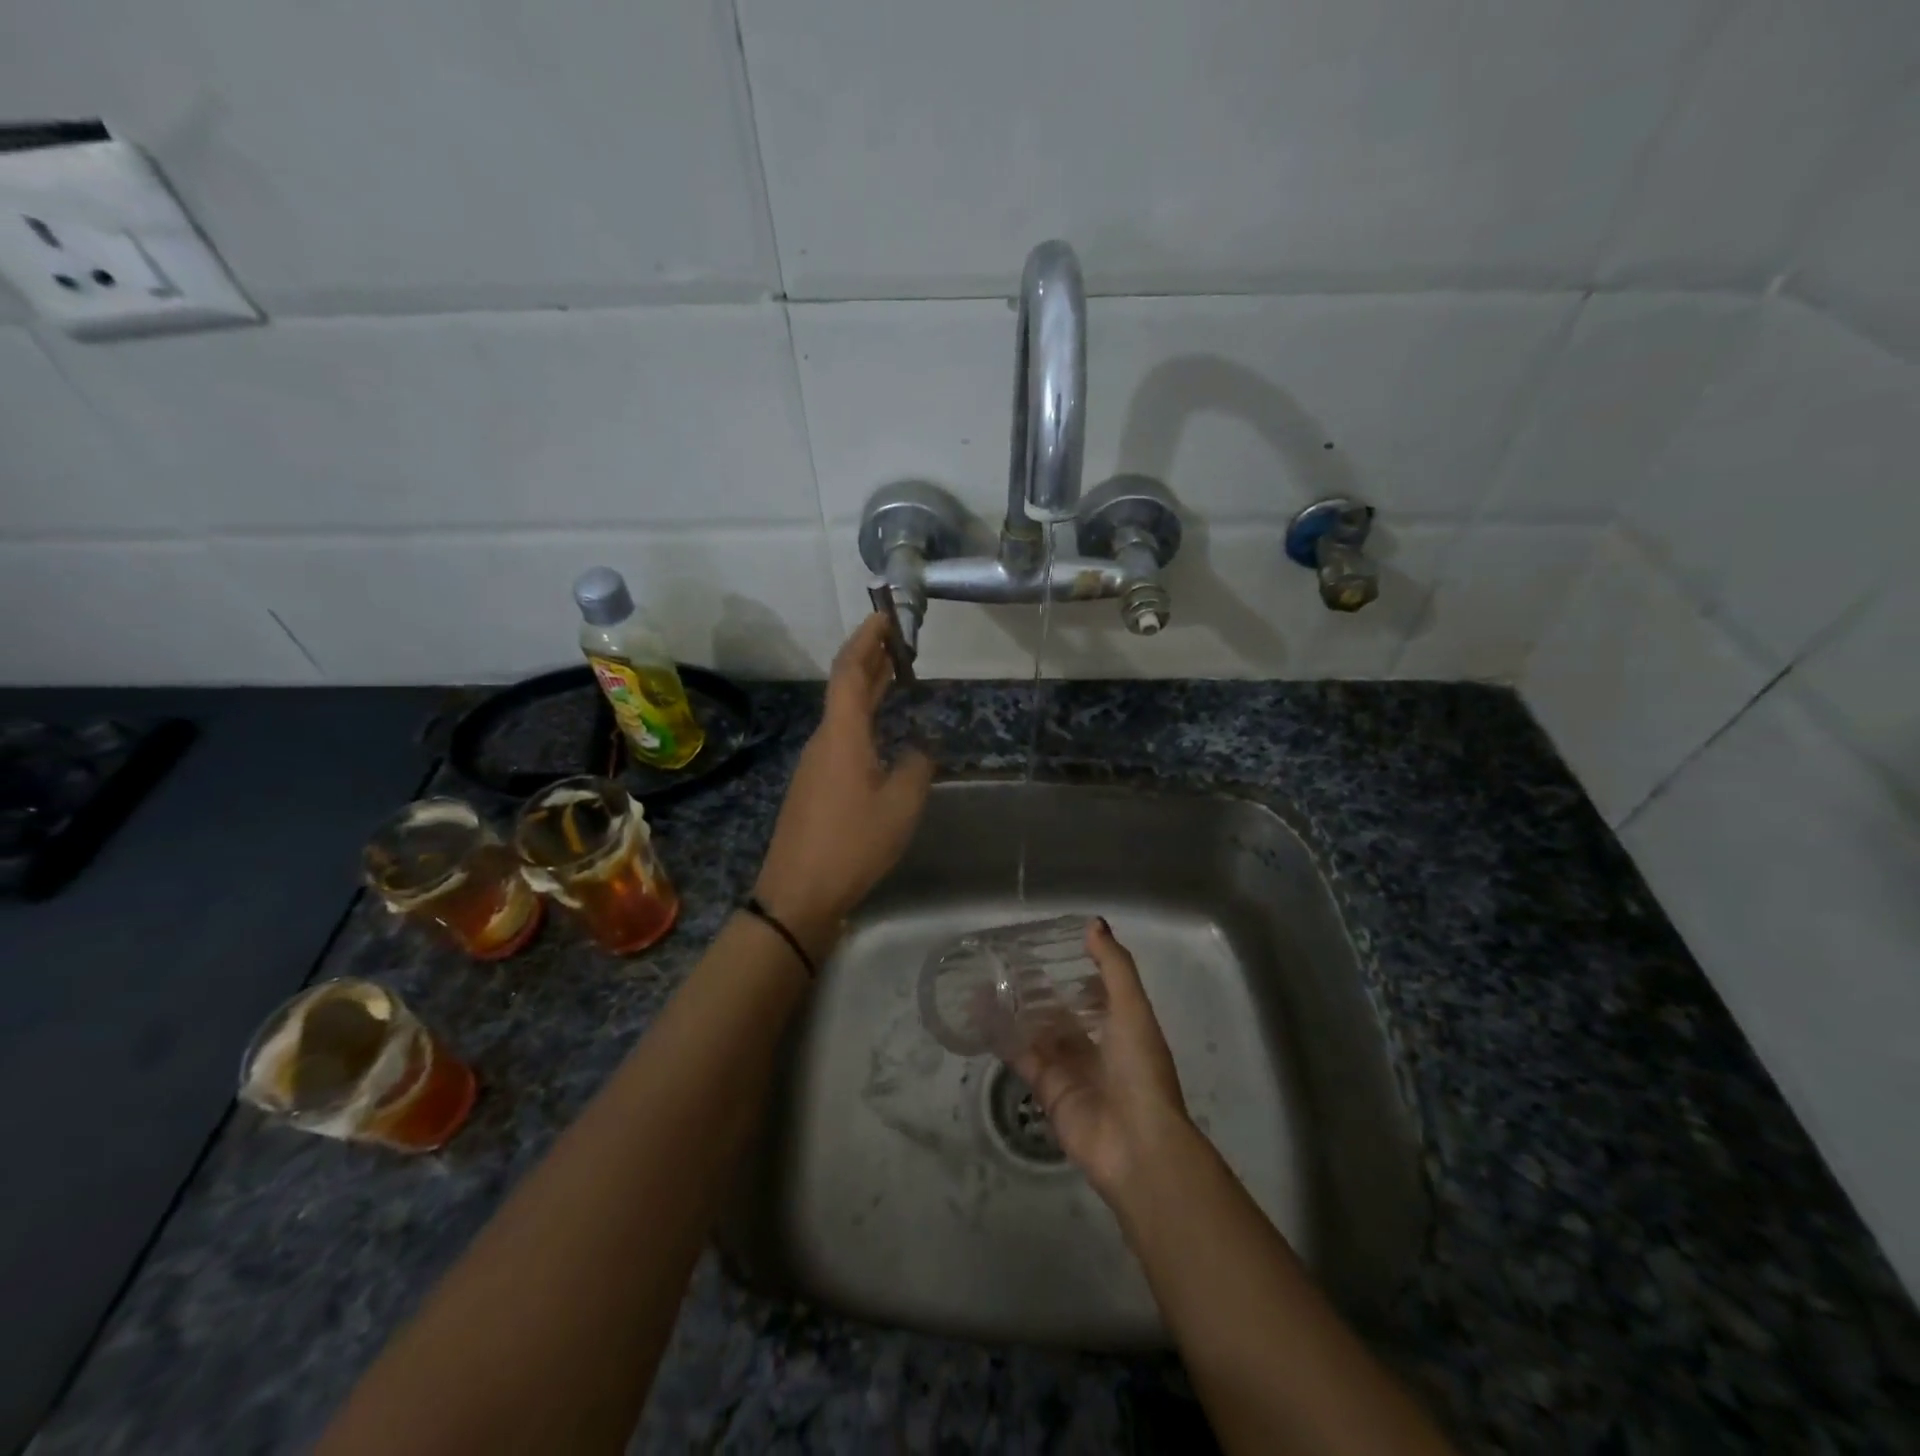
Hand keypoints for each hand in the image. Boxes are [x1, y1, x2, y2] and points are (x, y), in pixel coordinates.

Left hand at [753, 613, 933, 956]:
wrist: (798, 893)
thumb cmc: (853, 843)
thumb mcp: (901, 805)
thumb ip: (916, 767)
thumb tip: (918, 750)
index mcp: (842, 735)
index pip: (850, 671)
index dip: (867, 639)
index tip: (885, 615)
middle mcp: (824, 741)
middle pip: (844, 687)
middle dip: (870, 658)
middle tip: (899, 638)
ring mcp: (816, 765)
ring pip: (843, 714)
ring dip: (868, 690)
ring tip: (896, 676)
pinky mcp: (815, 788)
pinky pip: (842, 738)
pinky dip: (864, 720)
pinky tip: (882, 732)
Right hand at [1010, 919, 1192, 1200]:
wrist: (1136, 1144)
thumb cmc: (1140, 1069)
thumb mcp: (1132, 1008)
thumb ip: (1113, 965)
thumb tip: (1094, 923)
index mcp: (1124, 1028)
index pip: (1100, 994)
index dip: (1081, 973)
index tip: (1054, 950)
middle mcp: (1098, 1048)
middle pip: (1066, 1014)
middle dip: (1043, 992)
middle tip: (1011, 964)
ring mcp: (1072, 1070)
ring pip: (1040, 1033)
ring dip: (1019, 1011)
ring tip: (989, 981)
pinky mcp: (1047, 1090)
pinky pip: (1023, 1058)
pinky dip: (1004, 1038)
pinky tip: (982, 1015)